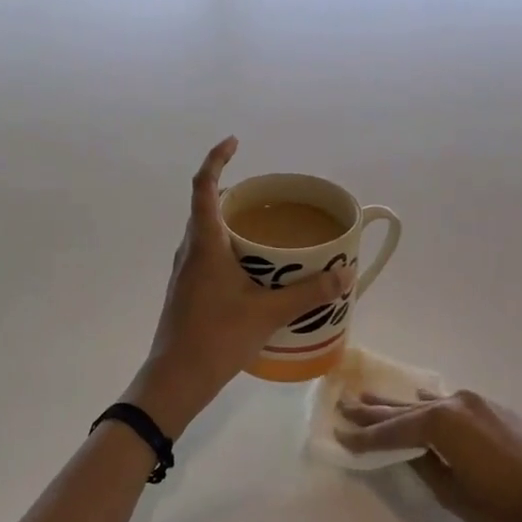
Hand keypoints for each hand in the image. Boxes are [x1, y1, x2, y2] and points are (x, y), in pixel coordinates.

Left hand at [130, 138, 352, 436]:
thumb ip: (309, 293)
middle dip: (232, 191)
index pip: (205, 186)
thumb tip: (346, 275)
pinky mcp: (187, 289)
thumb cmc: (217, 337)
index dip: (217, 159)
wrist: (175, 378)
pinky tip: (252, 267)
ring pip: (206, 232)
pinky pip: (207, 253)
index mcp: (204, 243)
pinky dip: (228, 247)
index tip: (234, 142)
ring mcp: (185, 271)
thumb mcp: (268, 313)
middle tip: (265, 193)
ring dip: (230, 221)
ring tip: (264, 226)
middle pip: (205, 206)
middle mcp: (190, 250)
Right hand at [336, 389, 521, 521]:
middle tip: (344, 404)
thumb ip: (424, 464)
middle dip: (374, 411)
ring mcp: (479, 403)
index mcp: (441, 422)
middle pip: (406, 409)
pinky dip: (433, 406)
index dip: (364, 436)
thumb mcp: (451, 493)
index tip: (339, 435)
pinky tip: (420, 401)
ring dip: (401, 406)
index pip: (393, 431)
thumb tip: (409, 451)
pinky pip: (454, 405)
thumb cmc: (502, 510)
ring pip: (429, 404)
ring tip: (369, 398)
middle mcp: (456, 403)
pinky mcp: (497, 412)